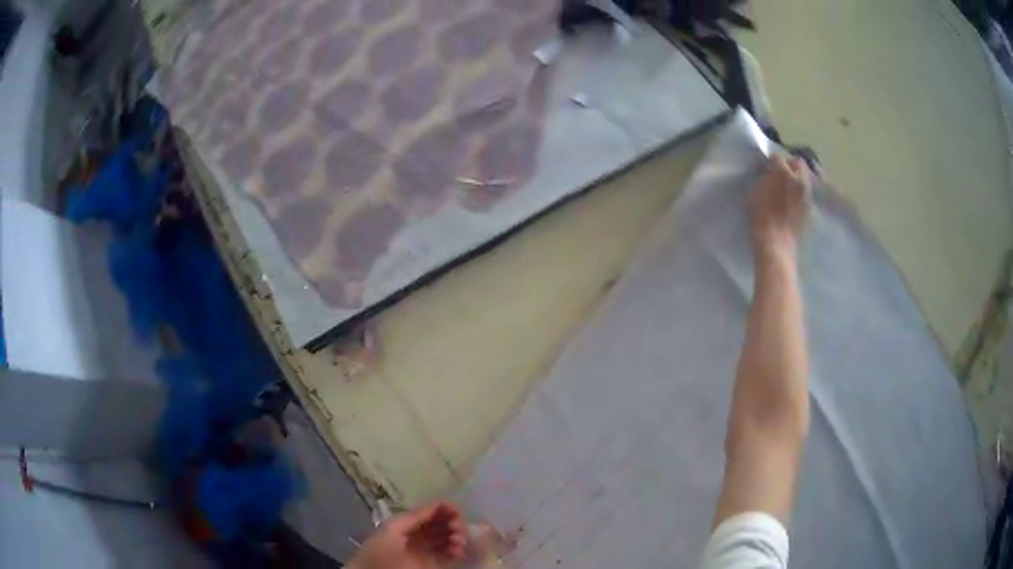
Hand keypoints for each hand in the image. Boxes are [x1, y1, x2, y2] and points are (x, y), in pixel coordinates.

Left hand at [347, 502, 466, 568]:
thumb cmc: (379, 552)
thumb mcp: (393, 529)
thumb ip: (414, 517)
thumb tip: (438, 505)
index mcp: (407, 524)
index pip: (430, 512)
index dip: (444, 509)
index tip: (456, 511)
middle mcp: (419, 536)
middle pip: (442, 525)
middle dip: (454, 523)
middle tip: (458, 529)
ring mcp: (426, 551)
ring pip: (448, 539)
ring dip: (457, 537)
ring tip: (458, 542)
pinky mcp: (433, 565)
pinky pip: (450, 556)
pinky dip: (457, 551)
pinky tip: (457, 551)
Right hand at [748, 155, 811, 261]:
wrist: (776, 243)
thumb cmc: (760, 217)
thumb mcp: (754, 193)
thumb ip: (763, 178)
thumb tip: (768, 173)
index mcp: (783, 173)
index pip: (778, 156)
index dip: (771, 160)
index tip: (766, 167)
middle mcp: (799, 180)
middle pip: (798, 163)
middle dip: (790, 164)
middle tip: (781, 173)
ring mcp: (806, 194)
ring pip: (805, 178)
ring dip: (797, 178)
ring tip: (788, 187)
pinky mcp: (810, 208)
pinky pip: (806, 193)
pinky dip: (800, 193)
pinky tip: (792, 202)